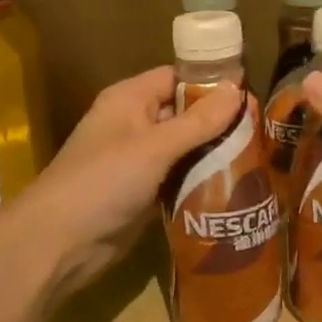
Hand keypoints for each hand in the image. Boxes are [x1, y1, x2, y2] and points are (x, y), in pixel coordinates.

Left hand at [21, 66, 239, 297]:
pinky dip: (201, 181)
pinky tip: (234, 186)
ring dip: (213, 154)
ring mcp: (137, 161)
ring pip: (184, 149)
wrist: (60, 242)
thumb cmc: (105, 181)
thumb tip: (238, 88)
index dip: (211, 83)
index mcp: (130, 100)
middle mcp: (133, 124)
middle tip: (261, 131)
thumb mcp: (155, 147)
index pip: (177, 78)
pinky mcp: (142, 194)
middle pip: (184, 114)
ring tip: (258, 158)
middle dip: (219, 122)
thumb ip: (198, 120)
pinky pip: (178, 178)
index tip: (251, 95)